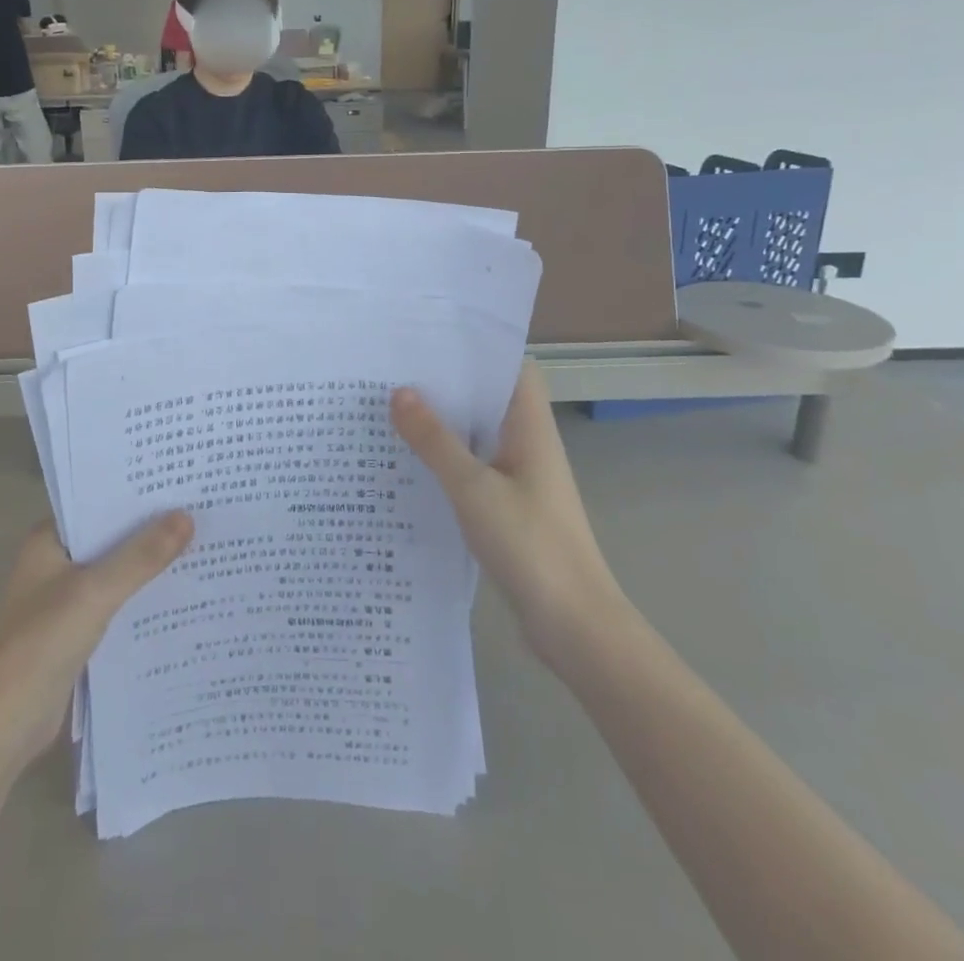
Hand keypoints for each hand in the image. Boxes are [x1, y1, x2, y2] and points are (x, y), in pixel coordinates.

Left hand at [0, 514, 193, 765]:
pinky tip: (179, 595)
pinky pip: (116, 604)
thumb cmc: (41, 643)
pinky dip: (140, 599)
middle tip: (200, 509)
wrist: (4, 725)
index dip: (135, 493)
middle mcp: (54, 563)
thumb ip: (141, 556)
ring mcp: (64, 600)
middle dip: (148, 528)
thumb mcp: (95, 592)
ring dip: (148, 565)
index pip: (96, 503)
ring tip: (200, 545)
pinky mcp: (75, 633)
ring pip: (115, 572)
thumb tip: (187, 515)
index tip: (178, 480)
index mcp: (48, 540)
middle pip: (109, 537)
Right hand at [392, 364, 627, 675]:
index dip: (477, 348)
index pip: (511, 368)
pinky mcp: (507, 507)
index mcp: (530, 427)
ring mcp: (518, 477)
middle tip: (393, 369)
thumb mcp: (473, 488)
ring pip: (476, 435)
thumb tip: (399, 392)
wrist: (573, 625)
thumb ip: (435, 441)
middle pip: (487, 399)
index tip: (431, 337)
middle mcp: (527, 444)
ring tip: (389, 407)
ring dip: (441, 423)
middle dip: (446, 384)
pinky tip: (407, 463)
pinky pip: (471, 468)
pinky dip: (444, 459)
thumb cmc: (530, 545)